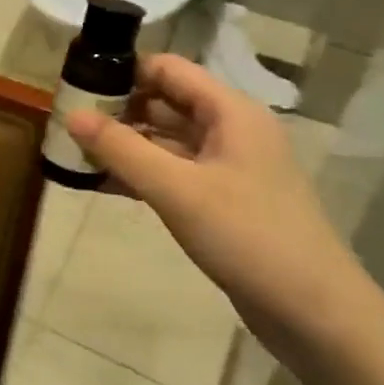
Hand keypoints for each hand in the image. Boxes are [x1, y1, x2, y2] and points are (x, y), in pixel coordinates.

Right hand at [66, 54, 373, 363]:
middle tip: (66, 120)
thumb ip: (121, 148)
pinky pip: (172, 171)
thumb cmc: (249, 237)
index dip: (123, 71)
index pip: (167, 69)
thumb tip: (70, 114)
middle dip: (117, 109)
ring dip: (124, 143)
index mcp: (230, 112)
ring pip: (165, 139)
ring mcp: (227, 166)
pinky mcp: (222, 199)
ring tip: (74, 149)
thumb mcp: (176, 190)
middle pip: (164, 102)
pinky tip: (101, 182)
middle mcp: (230, 130)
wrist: (316, 315)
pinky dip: (139, 172)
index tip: (76, 84)